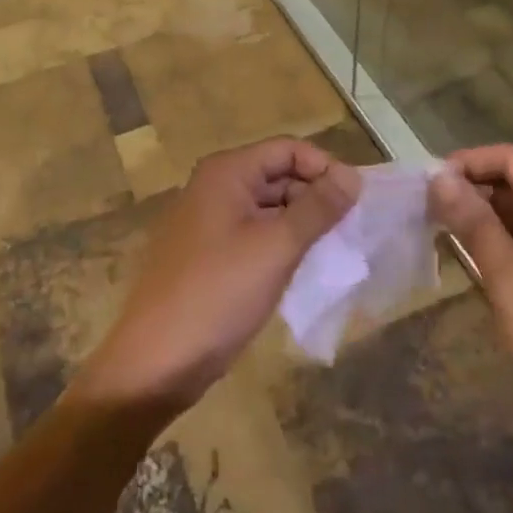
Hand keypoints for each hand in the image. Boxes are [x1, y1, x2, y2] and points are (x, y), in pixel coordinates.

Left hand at [76, 138, 359, 411]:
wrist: (156, 362)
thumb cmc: (218, 294)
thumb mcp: (276, 247)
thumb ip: (317, 208)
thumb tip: (353, 175)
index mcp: (227, 172)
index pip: (288, 149)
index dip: (324, 169)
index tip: (356, 203)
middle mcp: (216, 186)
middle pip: (279, 175)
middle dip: (315, 198)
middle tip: (350, 234)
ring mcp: (210, 221)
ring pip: (269, 207)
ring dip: (301, 225)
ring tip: (333, 253)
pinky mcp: (210, 254)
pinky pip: (255, 235)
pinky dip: (281, 245)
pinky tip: (303, 270)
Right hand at [429, 144, 512, 457]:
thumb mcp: (511, 281)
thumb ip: (475, 224)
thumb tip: (438, 178)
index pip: (512, 160)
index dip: (468, 162)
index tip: (427, 181)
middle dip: (471, 188)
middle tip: (425, 206)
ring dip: (481, 214)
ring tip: (438, 227)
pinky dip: (498, 238)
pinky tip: (469, 253)